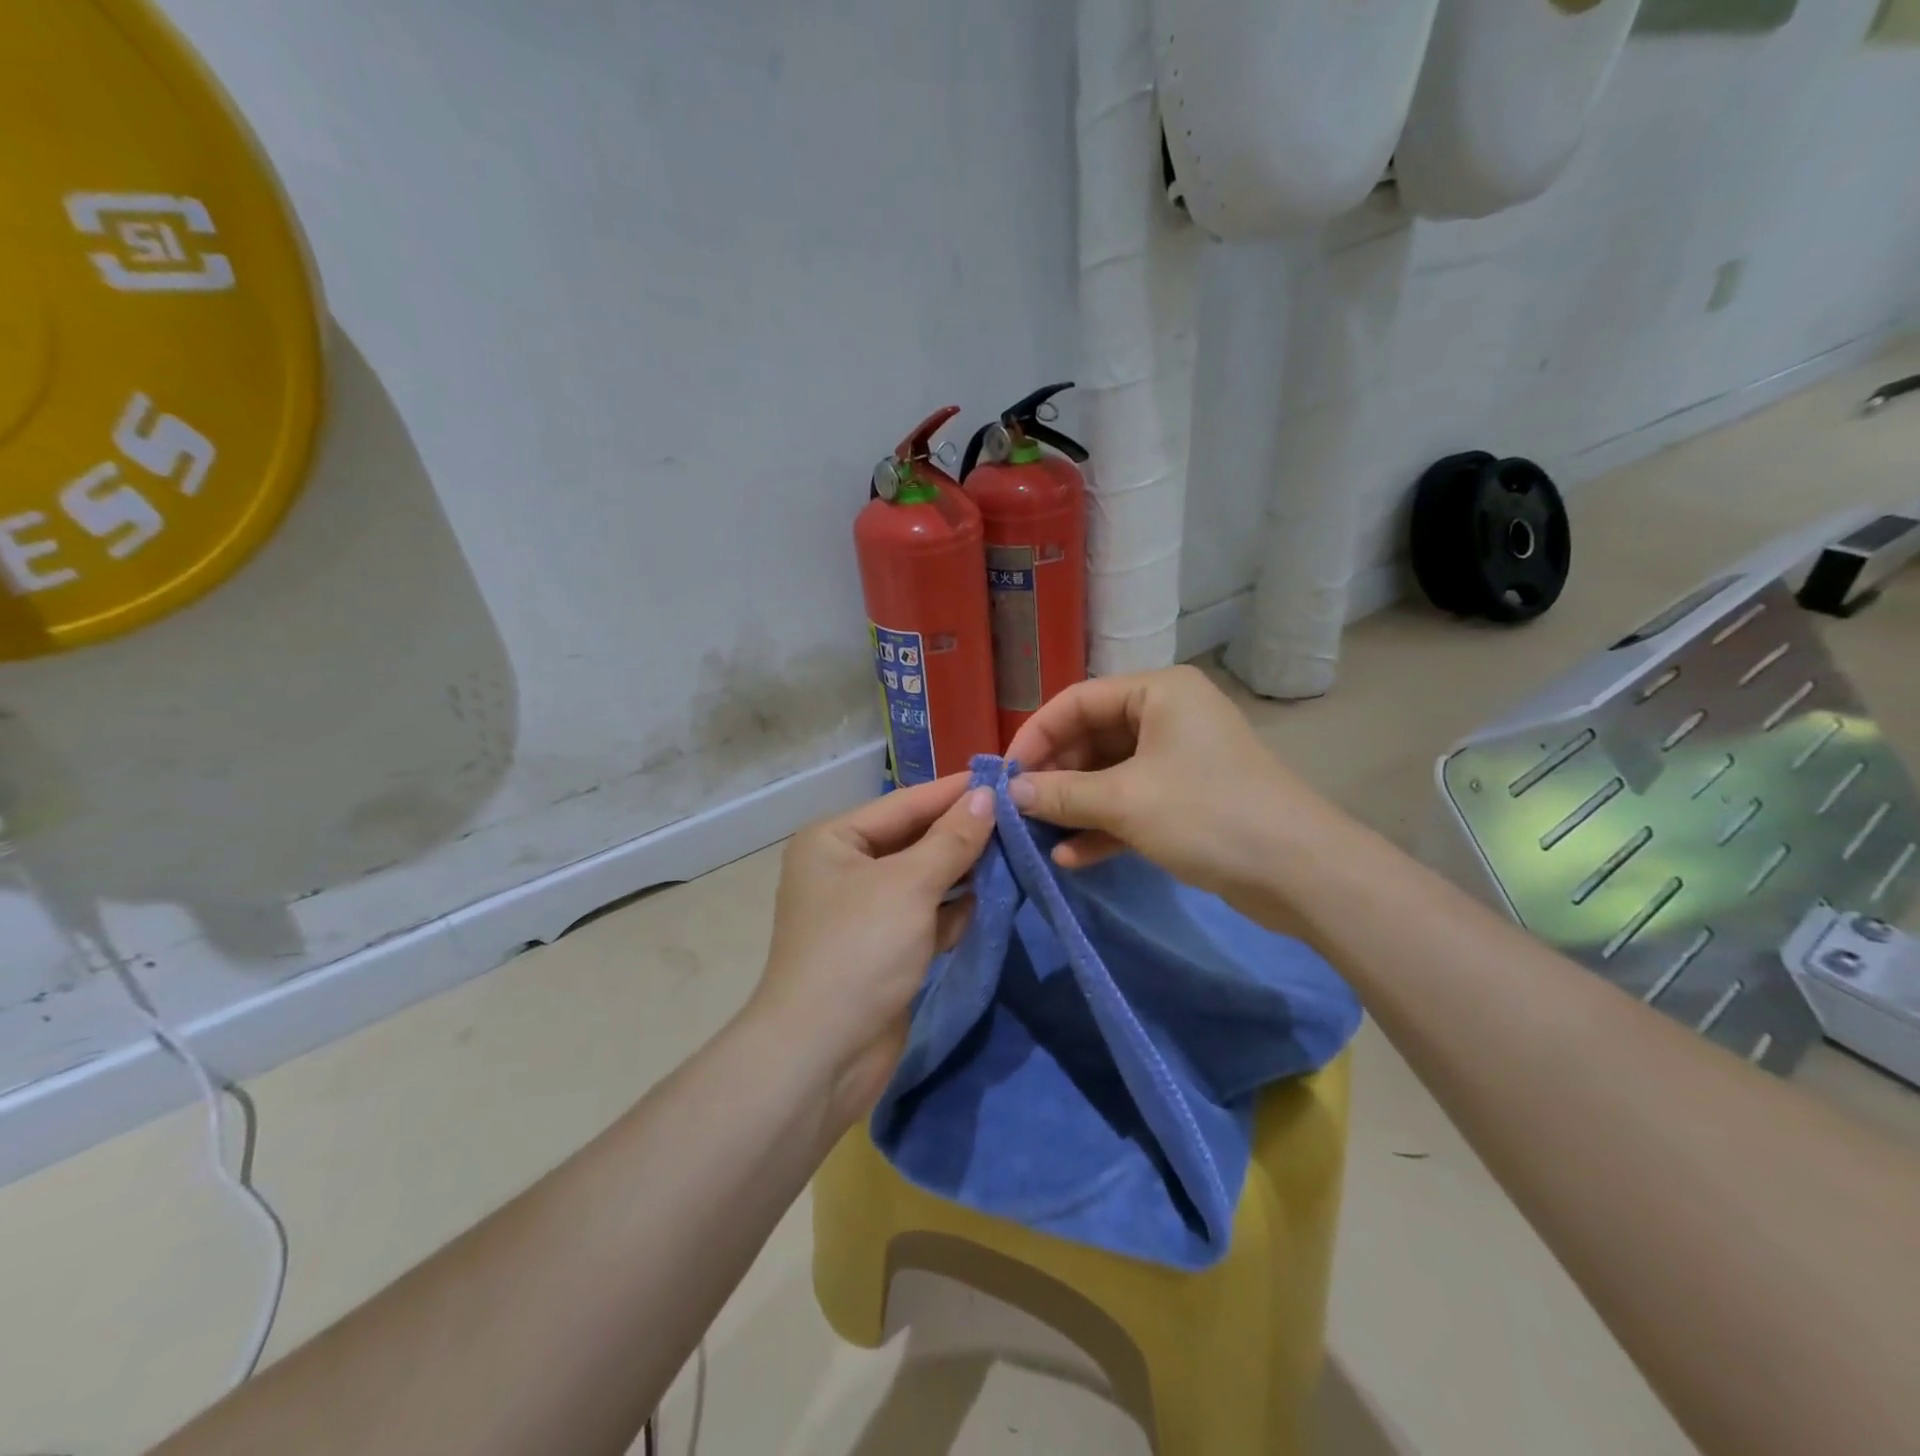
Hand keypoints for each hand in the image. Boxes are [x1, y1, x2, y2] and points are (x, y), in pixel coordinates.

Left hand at [748, 774, 995, 1131]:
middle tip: (1020, 817)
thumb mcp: (909, 885)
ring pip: (924, 879)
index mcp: (834, 840)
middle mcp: (845, 869)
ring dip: (964, 871)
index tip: (1006, 777)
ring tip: (1017, 852)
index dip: (955, 792)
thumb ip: (952, 839)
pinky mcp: (884, 949)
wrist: (822, 1055)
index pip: (905, 803)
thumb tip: (989, 795)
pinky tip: (992, 899)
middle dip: (963, 833)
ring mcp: (864, 912)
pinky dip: (954, 910)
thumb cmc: (860, 950)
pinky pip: (926, 916)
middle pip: (915, 840)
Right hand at [1005, 665, 1342, 921]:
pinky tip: (1071, 857)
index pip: (1077, 701)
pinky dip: (1102, 826)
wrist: (1300, 872)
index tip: (1004, 775)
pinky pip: (1131, 803)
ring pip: (1109, 774)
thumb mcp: (1126, 801)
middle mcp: (1167, 716)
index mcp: (1158, 692)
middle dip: (1055, 776)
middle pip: (1092, 738)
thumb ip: (1062, 793)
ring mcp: (1178, 760)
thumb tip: (1010, 792)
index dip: (1036, 735)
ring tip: (1038, 836)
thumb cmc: (1208, 814)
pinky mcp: (1186, 800)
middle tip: (1019, 810)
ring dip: (1074, 805)